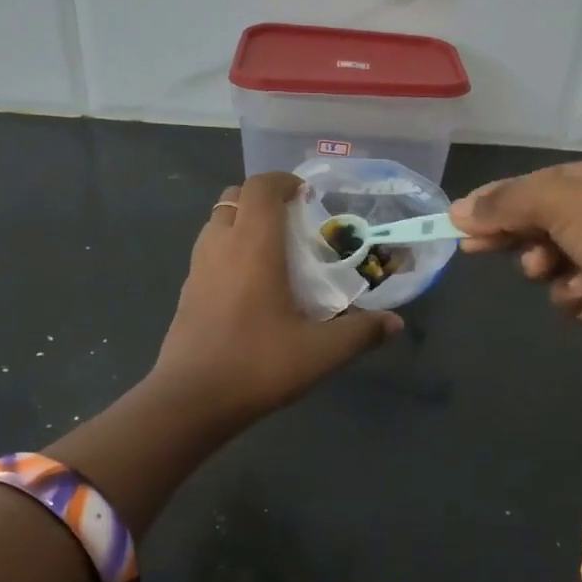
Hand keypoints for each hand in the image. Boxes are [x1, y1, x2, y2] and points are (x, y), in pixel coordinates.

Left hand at [152, 172, 401, 423]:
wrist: (190, 400)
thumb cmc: (257, 364)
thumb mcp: (320, 352)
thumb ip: (361, 333)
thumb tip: (395, 323)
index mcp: (253, 245)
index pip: (262, 186)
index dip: (285, 181)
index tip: (308, 198)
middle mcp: (220, 245)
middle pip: (236, 196)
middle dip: (264, 198)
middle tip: (294, 223)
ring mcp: (197, 267)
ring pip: (218, 222)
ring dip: (244, 222)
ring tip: (274, 252)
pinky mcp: (186, 291)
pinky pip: (209, 250)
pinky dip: (229, 249)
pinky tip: (250, 286)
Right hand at [451, 155, 581, 377]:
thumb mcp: (559, 199)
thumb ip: (507, 202)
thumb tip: (458, 211)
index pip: (551, 180)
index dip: (506, 196)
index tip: (465, 216)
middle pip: (551, 219)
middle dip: (516, 233)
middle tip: (474, 246)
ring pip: (557, 257)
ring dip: (545, 264)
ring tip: (544, 269)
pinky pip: (573, 288)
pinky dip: (571, 291)